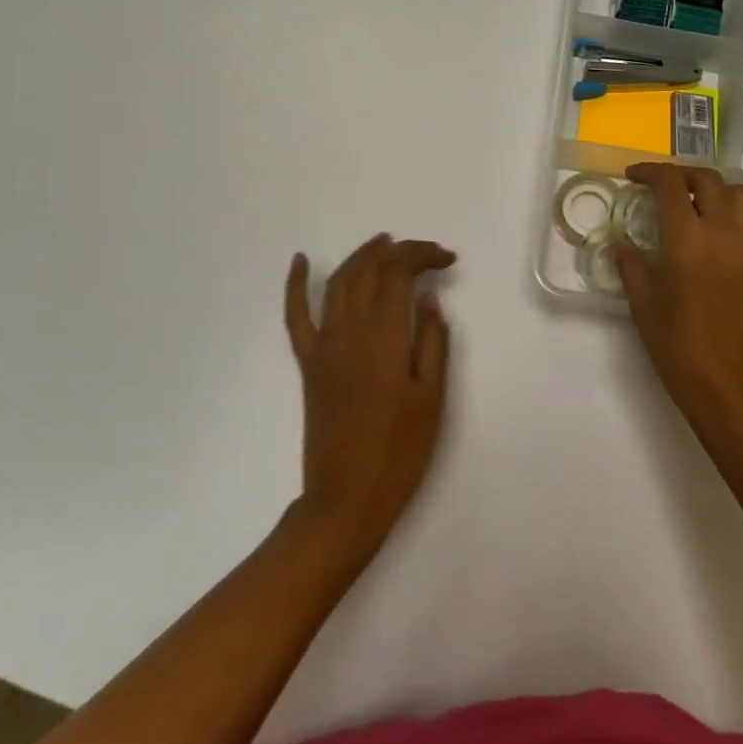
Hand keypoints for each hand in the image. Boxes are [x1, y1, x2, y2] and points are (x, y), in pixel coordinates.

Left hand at [284, 235, 454, 560]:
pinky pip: (296, 315)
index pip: (399, 272)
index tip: (447, 259)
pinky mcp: (309, 362)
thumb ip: (432, 340)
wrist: (347, 499)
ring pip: (339, 281)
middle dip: (398, 251)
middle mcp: (348, 328)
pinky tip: (299, 260)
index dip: (423, 255)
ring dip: (361, 256)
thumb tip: (428, 298)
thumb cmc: (399, 451)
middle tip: (424, 252)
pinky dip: (294, 284)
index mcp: (383, 335)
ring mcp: (324, 344)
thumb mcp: (432, 397)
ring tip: (383, 244)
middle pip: (369, 269)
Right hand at [614, 164, 742, 430]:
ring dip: (714, 190)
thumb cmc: (678, 346)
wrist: (731, 388)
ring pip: (740, 196)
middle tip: (661, 186)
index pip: (672, 184)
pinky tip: (707, 243)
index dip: (650, 172)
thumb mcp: (643, 304)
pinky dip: (727, 218)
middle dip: (682, 174)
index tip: (633, 177)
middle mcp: (722, 234)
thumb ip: (632, 266)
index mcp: (687, 239)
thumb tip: (622, 246)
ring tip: (692, 205)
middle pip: (709, 180)